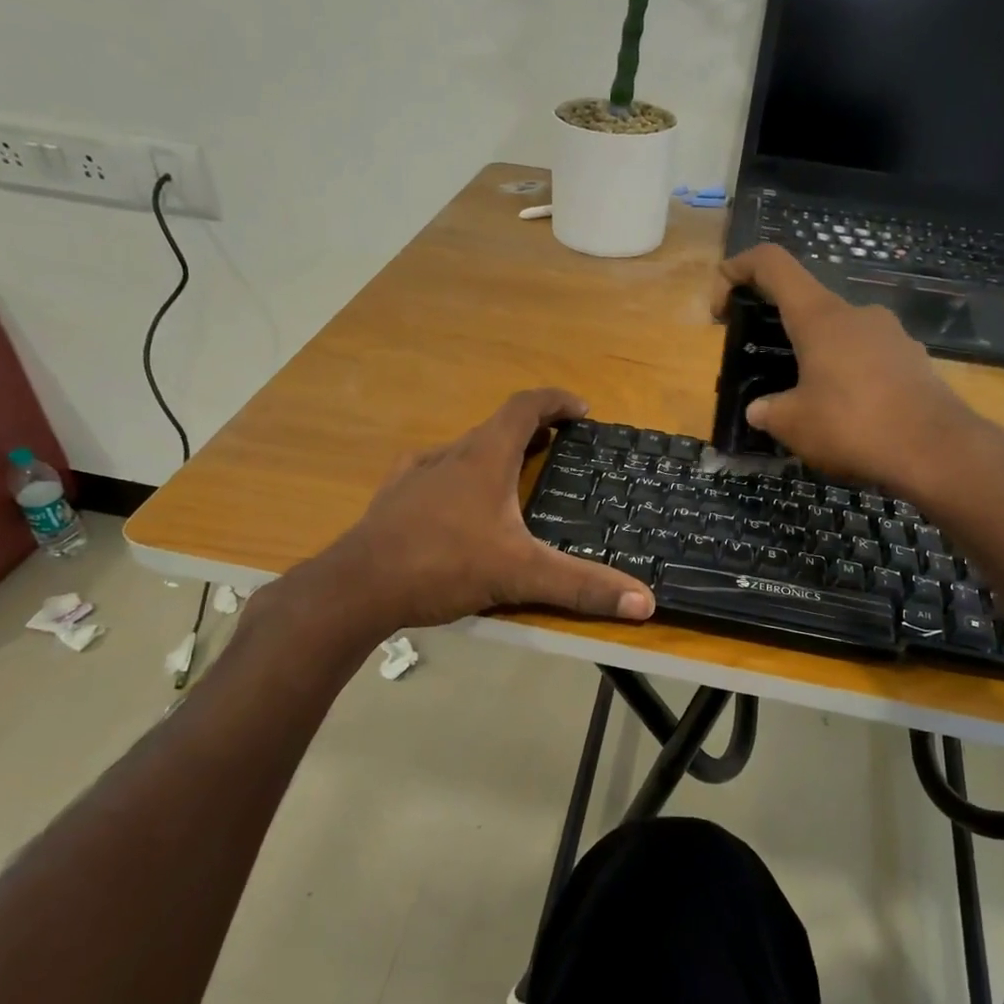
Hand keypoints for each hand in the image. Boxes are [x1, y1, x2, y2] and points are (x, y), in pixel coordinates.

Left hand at [260, 390, 656, 634]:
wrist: (358, 587)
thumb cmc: (443, 564)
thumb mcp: (520, 575)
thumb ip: (581, 586)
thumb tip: (645, 602)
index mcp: (484, 458)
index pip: (526, 407)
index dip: (556, 401)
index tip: (581, 410)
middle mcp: (450, 455)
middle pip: (497, 427)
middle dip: (532, 431)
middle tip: (557, 448)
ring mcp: (416, 474)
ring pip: (464, 451)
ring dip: (494, 454)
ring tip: (514, 477)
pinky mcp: (393, 498)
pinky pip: (433, 474)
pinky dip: (457, 477)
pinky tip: (456, 504)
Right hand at [715, 245, 1003, 505]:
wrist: (938, 451)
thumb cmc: (853, 426)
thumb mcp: (793, 424)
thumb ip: (768, 411)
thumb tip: (760, 409)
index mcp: (819, 316)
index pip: (772, 264)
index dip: (737, 270)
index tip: (721, 304)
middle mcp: (856, 313)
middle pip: (805, 304)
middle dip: (777, 330)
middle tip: (764, 370)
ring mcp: (890, 335)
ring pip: (838, 335)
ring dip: (815, 358)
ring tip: (806, 404)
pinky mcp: (913, 360)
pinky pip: (867, 359)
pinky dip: (846, 377)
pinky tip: (846, 417)